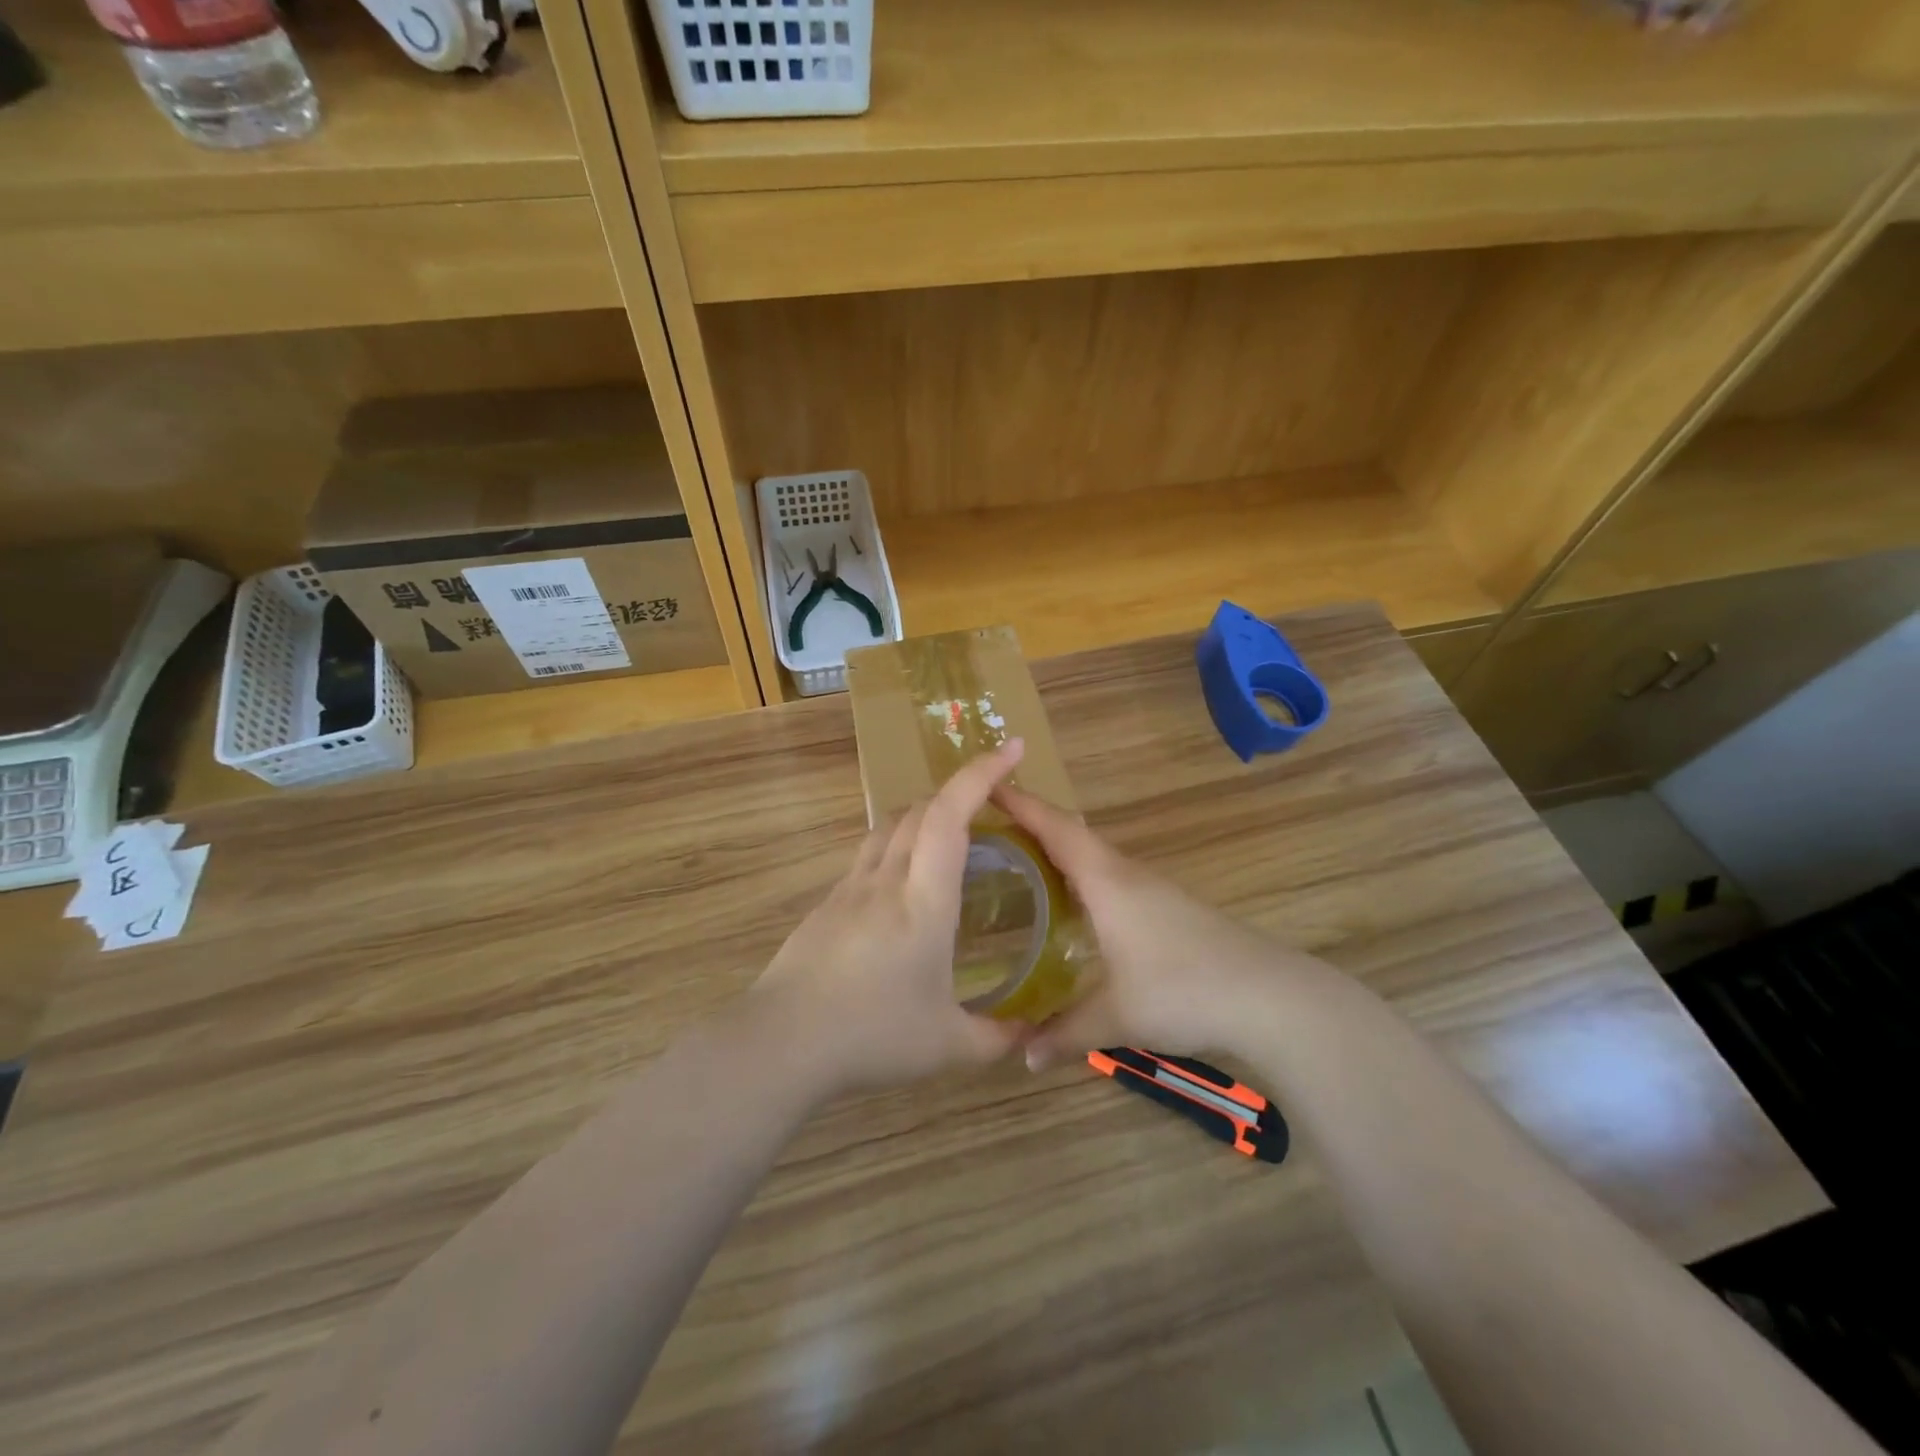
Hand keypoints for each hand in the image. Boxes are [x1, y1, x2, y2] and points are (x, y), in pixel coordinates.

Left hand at [751, 740, 1031, 1097]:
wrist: (779, 1043)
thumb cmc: (871, 1035)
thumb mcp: (946, 1046)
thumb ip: (994, 1039)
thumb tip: (1027, 1035)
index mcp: (924, 900)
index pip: (951, 815)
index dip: (981, 774)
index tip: (1010, 748)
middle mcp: (886, 879)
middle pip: (920, 810)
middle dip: (959, 793)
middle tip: (991, 807)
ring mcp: (849, 888)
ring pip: (889, 826)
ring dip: (923, 816)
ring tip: (949, 838)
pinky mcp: (827, 905)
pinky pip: (868, 856)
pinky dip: (896, 848)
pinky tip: (902, 889)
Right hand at [996, 786, 1315, 1070]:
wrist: (1269, 995)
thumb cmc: (1183, 991)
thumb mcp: (1116, 1016)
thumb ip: (1065, 1032)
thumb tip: (1022, 1055)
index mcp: (1106, 881)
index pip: (1056, 828)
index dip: (1022, 804)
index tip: (987, 784)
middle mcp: (1126, 874)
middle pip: (1073, 833)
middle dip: (1032, 823)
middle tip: (990, 828)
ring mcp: (1151, 888)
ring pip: (1094, 855)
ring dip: (1059, 849)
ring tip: (1021, 861)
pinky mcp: (1168, 906)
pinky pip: (1111, 876)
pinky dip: (1082, 875)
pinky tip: (1074, 903)